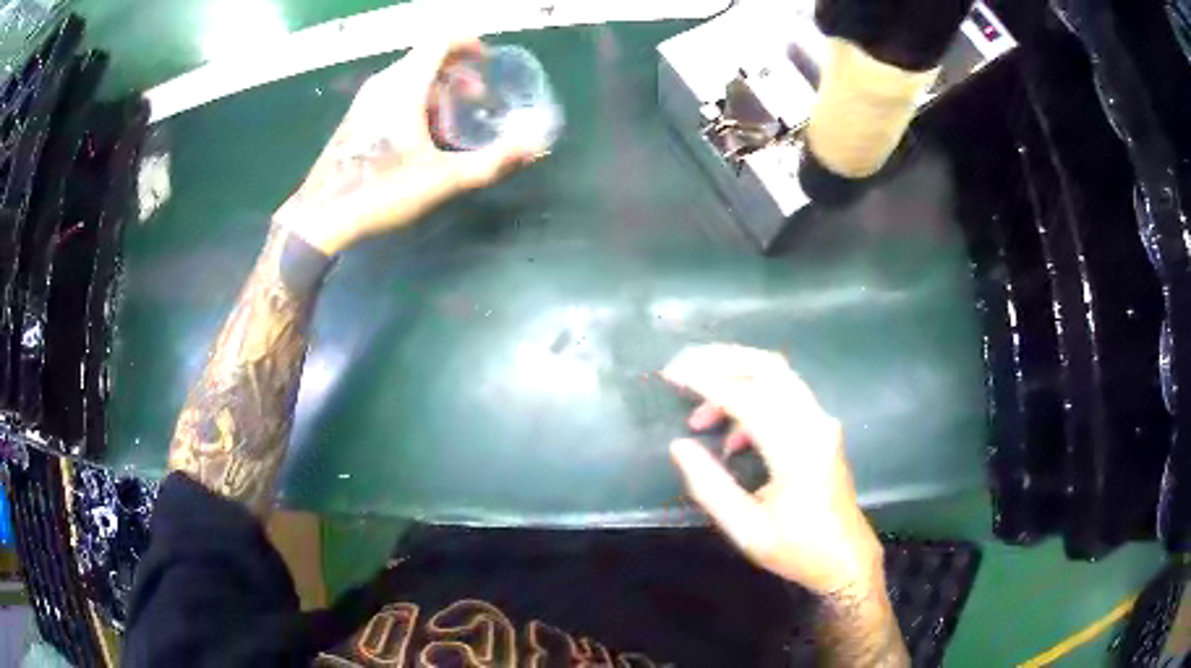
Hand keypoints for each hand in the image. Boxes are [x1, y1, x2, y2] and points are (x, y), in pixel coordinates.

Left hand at [275, 38, 542, 255]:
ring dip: (438, 88)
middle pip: (427, 57)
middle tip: (476, 100)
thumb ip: (490, 162)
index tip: (487, 62)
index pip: (440, 40)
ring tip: (452, 122)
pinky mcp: (356, 117)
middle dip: (458, 72)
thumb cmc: (380, 192)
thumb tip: (535, 148)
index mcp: (405, 86)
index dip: (468, 43)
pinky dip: (416, 99)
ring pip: (409, 76)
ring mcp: (365, 99)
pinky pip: (393, 92)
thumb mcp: (442, 180)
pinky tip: (420, 136)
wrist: (321, 217)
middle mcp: (383, 83)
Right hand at [662, 344, 882, 595]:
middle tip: (682, 367)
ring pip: (777, 376)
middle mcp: (814, 423)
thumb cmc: (797, 549)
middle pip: (768, 366)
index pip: (747, 397)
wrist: (846, 558)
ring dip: (735, 379)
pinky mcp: (821, 427)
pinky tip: (731, 438)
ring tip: (698, 417)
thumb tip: (679, 445)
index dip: (705, 381)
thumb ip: (710, 486)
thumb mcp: (746, 529)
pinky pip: (784, 395)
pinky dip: (752, 400)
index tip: (670, 374)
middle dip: (721, 359)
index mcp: (796, 450)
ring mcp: (821, 421)